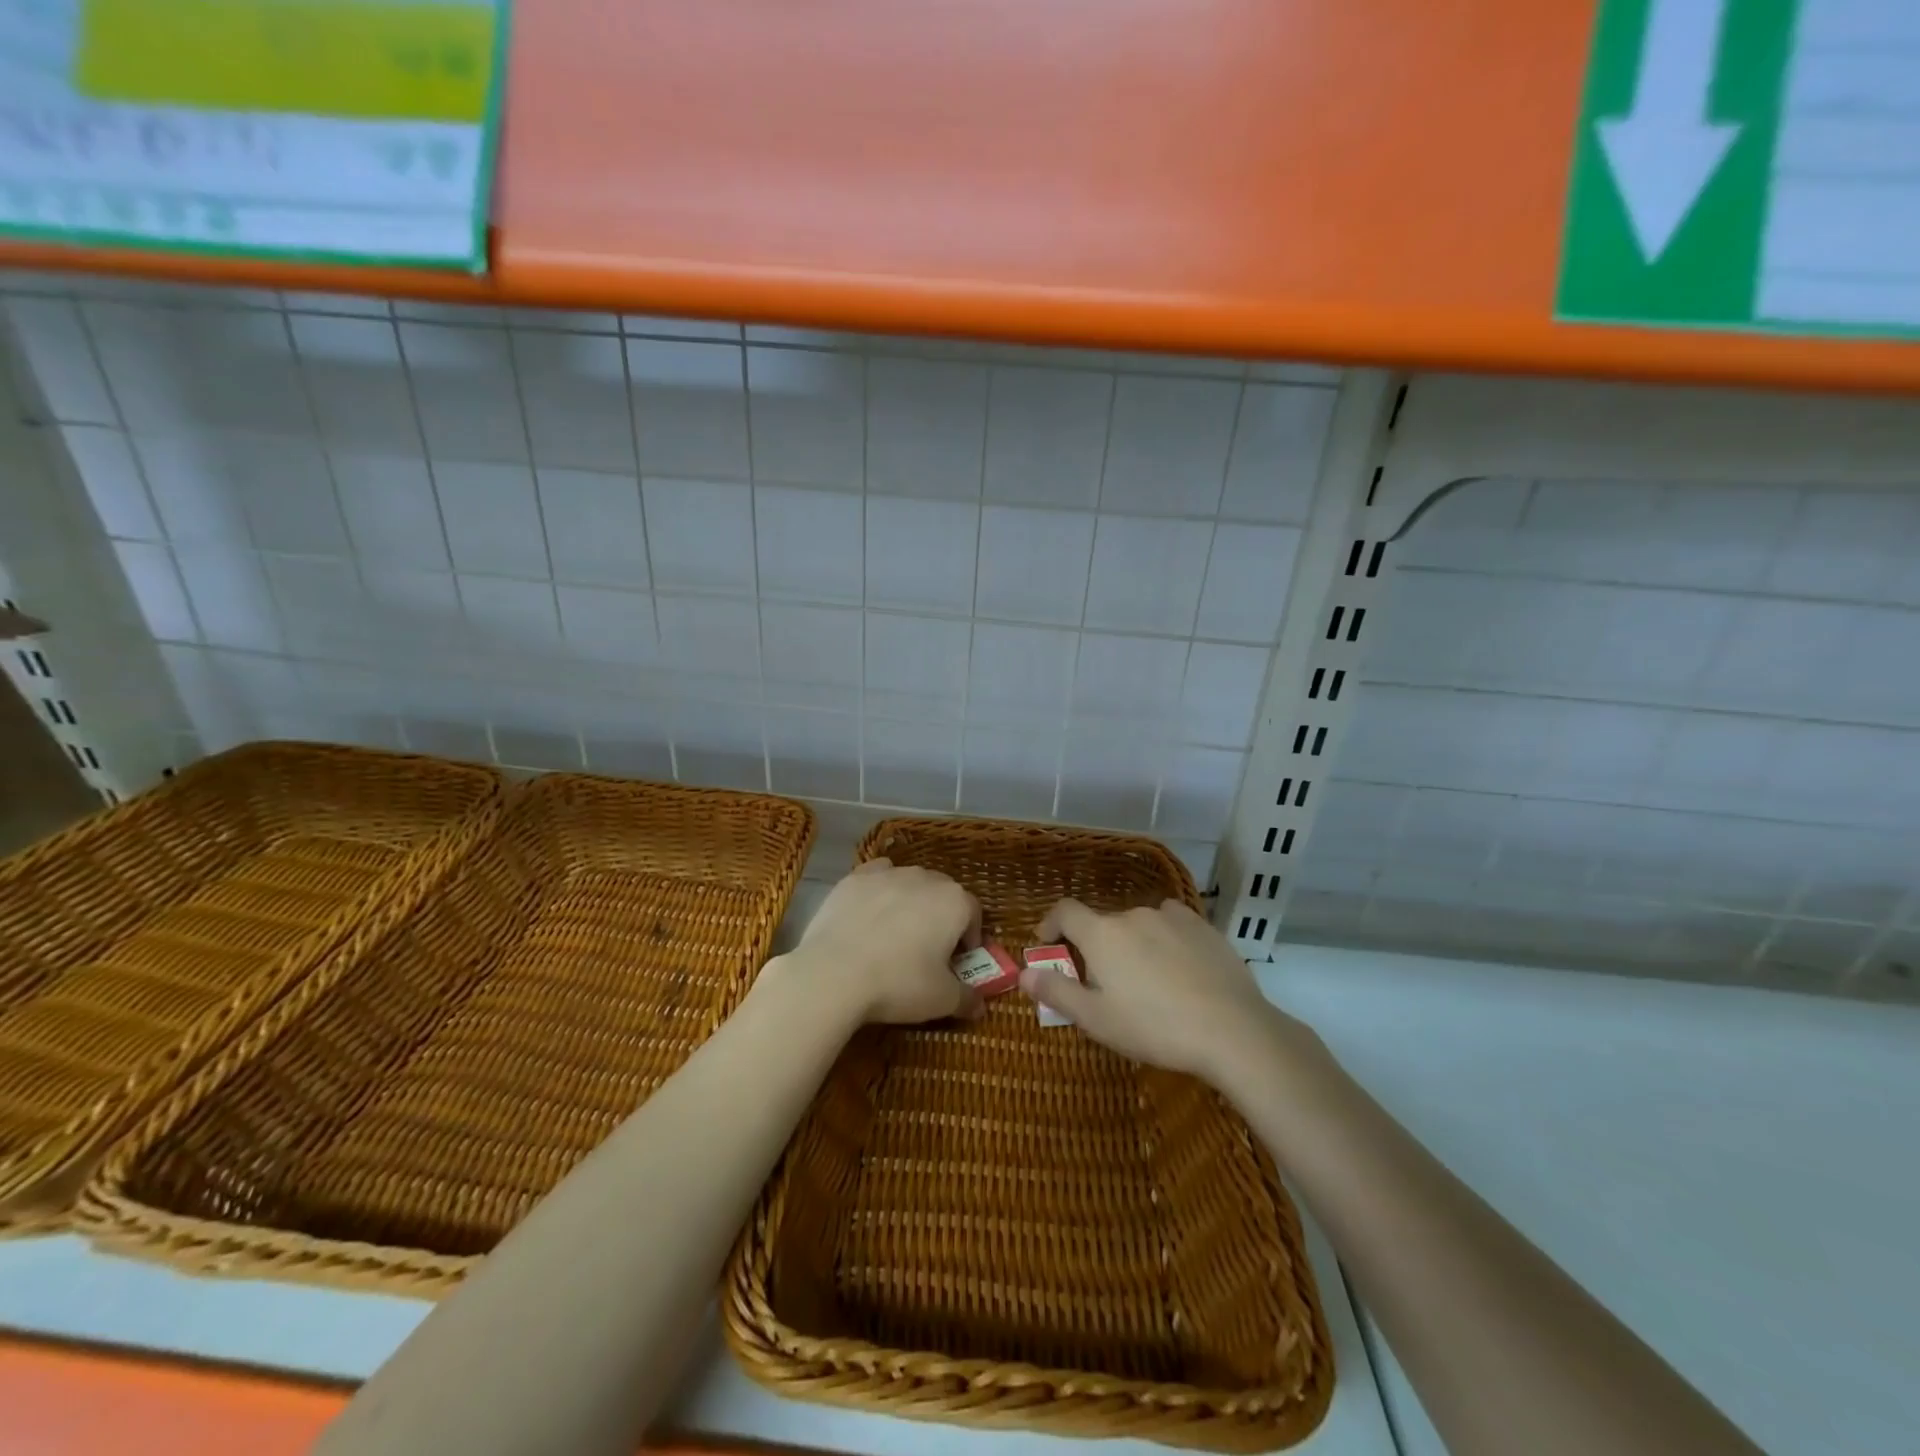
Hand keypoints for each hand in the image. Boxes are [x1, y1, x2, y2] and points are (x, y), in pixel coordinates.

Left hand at [776, 860, 984, 1026]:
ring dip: (911, 902)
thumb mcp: (942, 1000)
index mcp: (954, 902)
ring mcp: (888, 874)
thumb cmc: (899, 984)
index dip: (970, 936)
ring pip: (910, 883)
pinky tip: (871, 913)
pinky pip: (878, 877)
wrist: (834, 973)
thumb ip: (967, 998)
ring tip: (897, 933)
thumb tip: (980, 1005)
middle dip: (941, 917)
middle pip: (943, 893)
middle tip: (930, 948)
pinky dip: (881, 890)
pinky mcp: (855, 878)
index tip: (959, 959)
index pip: (973, 913)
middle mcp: (925, 878)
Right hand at [1021, 898, 1320, 1083]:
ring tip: (1146, 982)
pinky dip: (1164, 939)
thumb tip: (1024, 974)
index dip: (1051, 924)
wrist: (1232, 1030)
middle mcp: (1132, 914)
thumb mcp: (1097, 1020)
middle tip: (1103, 984)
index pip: (1065, 911)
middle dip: (1096, 947)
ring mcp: (1171, 917)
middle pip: (1103, 924)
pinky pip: (1171, 924)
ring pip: (1138, 925)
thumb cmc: (1154, 1027)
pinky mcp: (1203, 926)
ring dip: (1132, 944)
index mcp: (1101, 934)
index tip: (1047, 944)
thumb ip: (1057, 993)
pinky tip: (1178, 969)